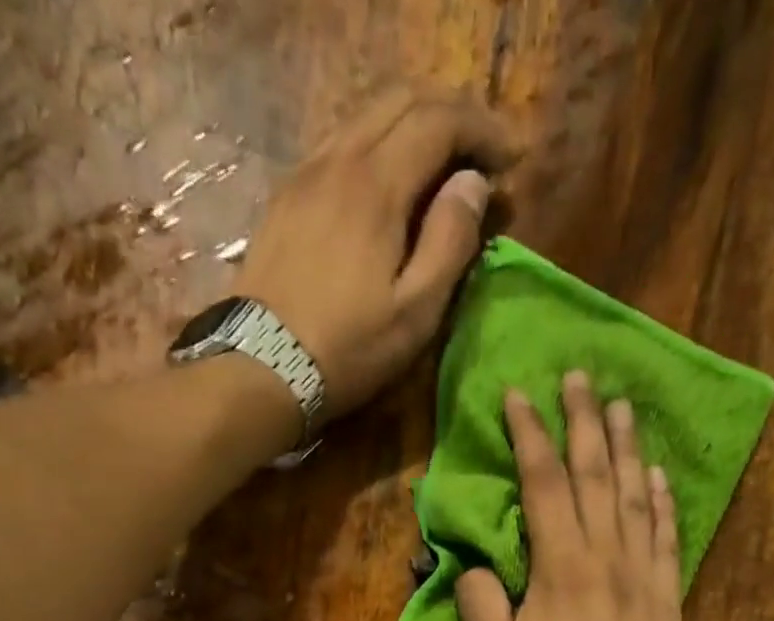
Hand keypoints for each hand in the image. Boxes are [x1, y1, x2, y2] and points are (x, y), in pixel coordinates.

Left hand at [234, 85, 520, 421]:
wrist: (263, 367)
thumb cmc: (349, 350)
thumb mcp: (415, 312)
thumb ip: (449, 243)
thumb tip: (473, 186)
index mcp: (376, 185)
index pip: (439, 121)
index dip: (482, 130)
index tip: (509, 160)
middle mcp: (338, 160)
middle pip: (400, 99)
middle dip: (450, 113)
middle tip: (480, 151)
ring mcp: (304, 174)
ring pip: (365, 117)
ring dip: (411, 125)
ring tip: (439, 164)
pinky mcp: (286, 198)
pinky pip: (337, 145)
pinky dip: (375, 145)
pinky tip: (387, 182)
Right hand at [457, 372, 682, 620]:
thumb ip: (480, 601)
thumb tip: (481, 565)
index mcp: (562, 568)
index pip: (546, 484)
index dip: (531, 435)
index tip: (520, 396)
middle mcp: (608, 559)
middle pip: (595, 476)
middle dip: (582, 422)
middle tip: (577, 376)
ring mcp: (644, 577)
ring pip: (635, 497)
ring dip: (626, 448)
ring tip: (619, 406)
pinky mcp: (667, 600)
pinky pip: (667, 537)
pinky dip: (662, 502)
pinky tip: (657, 476)